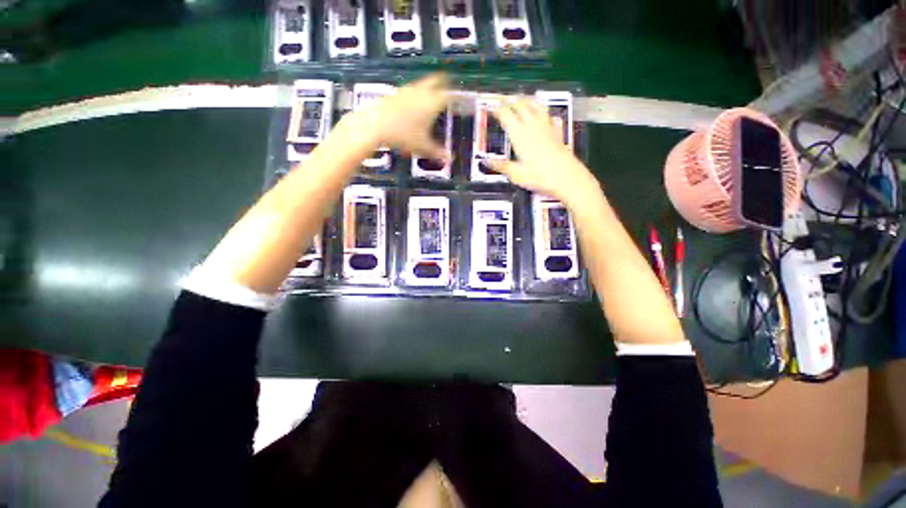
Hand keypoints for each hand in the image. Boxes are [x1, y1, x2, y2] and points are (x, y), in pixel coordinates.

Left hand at [339, 73, 450, 162]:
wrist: (375, 125)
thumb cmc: (403, 136)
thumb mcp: (422, 147)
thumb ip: (437, 152)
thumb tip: (450, 159)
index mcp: (432, 103)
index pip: (449, 95)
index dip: (455, 97)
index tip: (459, 100)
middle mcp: (421, 92)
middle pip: (436, 81)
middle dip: (443, 83)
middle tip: (447, 88)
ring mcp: (407, 90)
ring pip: (422, 84)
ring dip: (428, 88)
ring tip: (430, 98)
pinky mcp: (395, 93)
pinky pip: (411, 90)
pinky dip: (416, 94)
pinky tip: (412, 105)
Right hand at [486, 98, 597, 204]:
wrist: (567, 177)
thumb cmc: (540, 177)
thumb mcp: (517, 175)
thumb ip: (501, 166)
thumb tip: (486, 162)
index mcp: (520, 135)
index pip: (507, 116)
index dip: (498, 109)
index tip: (491, 106)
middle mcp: (533, 126)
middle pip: (521, 106)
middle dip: (510, 101)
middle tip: (502, 100)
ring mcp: (546, 127)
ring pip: (535, 106)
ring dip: (525, 100)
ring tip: (520, 99)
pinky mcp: (556, 131)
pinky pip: (548, 115)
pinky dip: (541, 110)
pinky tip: (541, 113)